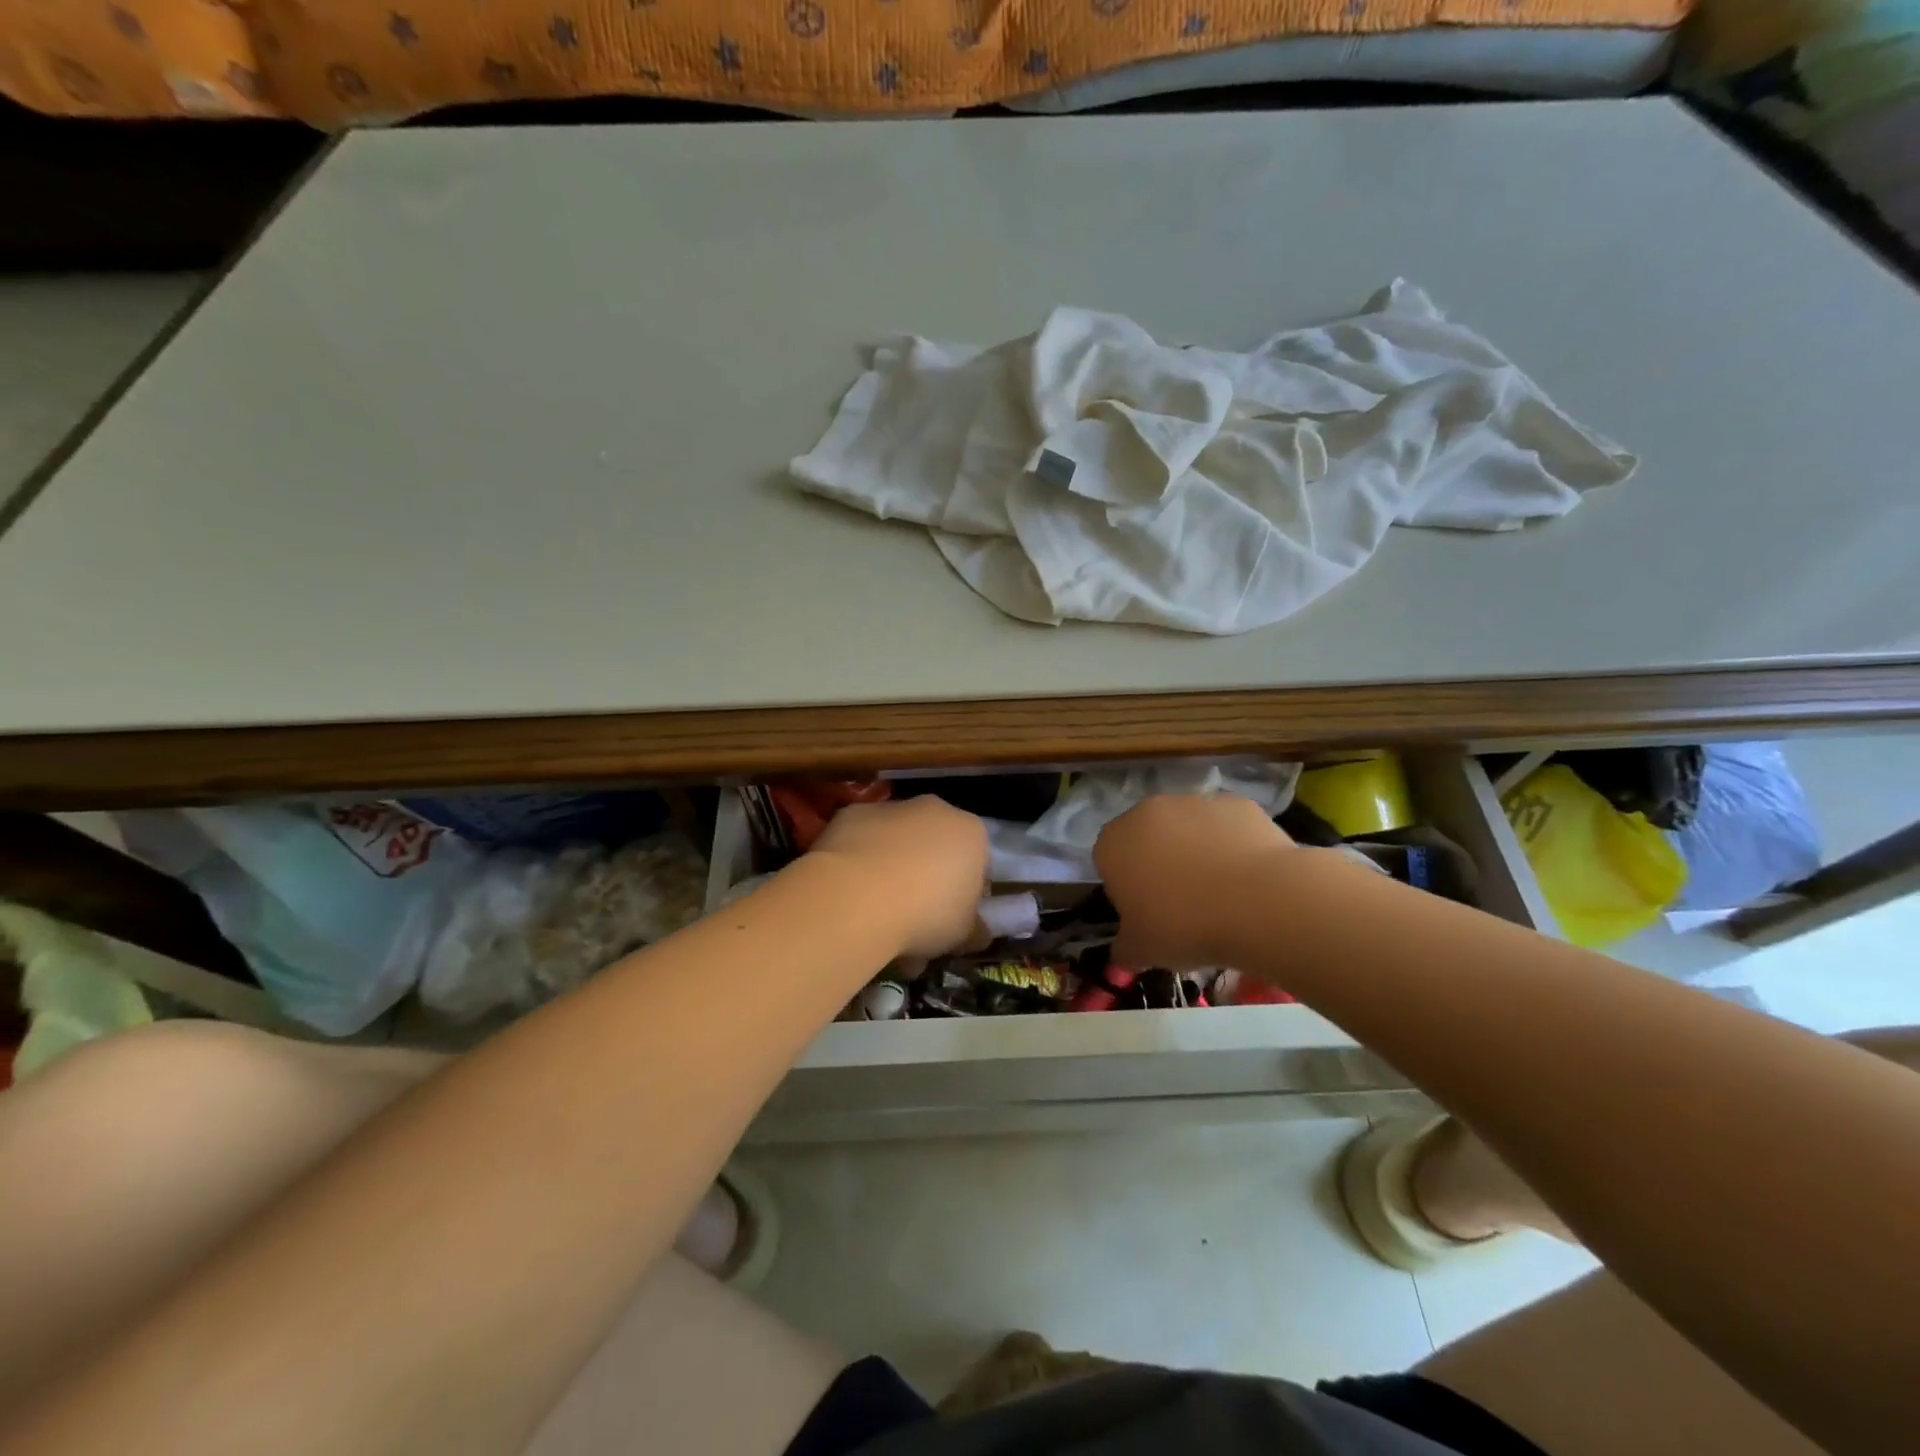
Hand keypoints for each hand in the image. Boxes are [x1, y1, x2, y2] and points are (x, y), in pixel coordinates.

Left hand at [810, 797, 989, 956]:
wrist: (857, 896)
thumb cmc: (925, 913)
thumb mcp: (963, 935)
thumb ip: (975, 930)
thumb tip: (978, 933)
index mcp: (971, 832)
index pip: (977, 863)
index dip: (966, 895)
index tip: (951, 921)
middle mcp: (934, 810)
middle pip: (936, 847)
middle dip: (927, 880)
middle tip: (914, 922)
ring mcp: (890, 808)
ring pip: (898, 843)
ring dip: (892, 870)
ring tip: (877, 915)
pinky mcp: (852, 813)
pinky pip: (863, 841)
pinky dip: (859, 862)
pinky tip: (850, 894)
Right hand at [1094, 794, 1293, 968]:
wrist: (1258, 902)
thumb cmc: (1184, 926)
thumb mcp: (1143, 951)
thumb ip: (1125, 948)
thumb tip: (1122, 954)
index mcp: (1113, 843)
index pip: (1108, 861)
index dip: (1126, 888)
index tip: (1147, 913)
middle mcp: (1147, 811)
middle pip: (1147, 837)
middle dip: (1159, 863)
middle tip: (1182, 902)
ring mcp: (1193, 801)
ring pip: (1187, 828)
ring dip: (1195, 850)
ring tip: (1221, 892)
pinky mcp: (1235, 802)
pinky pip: (1225, 825)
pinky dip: (1231, 844)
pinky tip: (1248, 877)